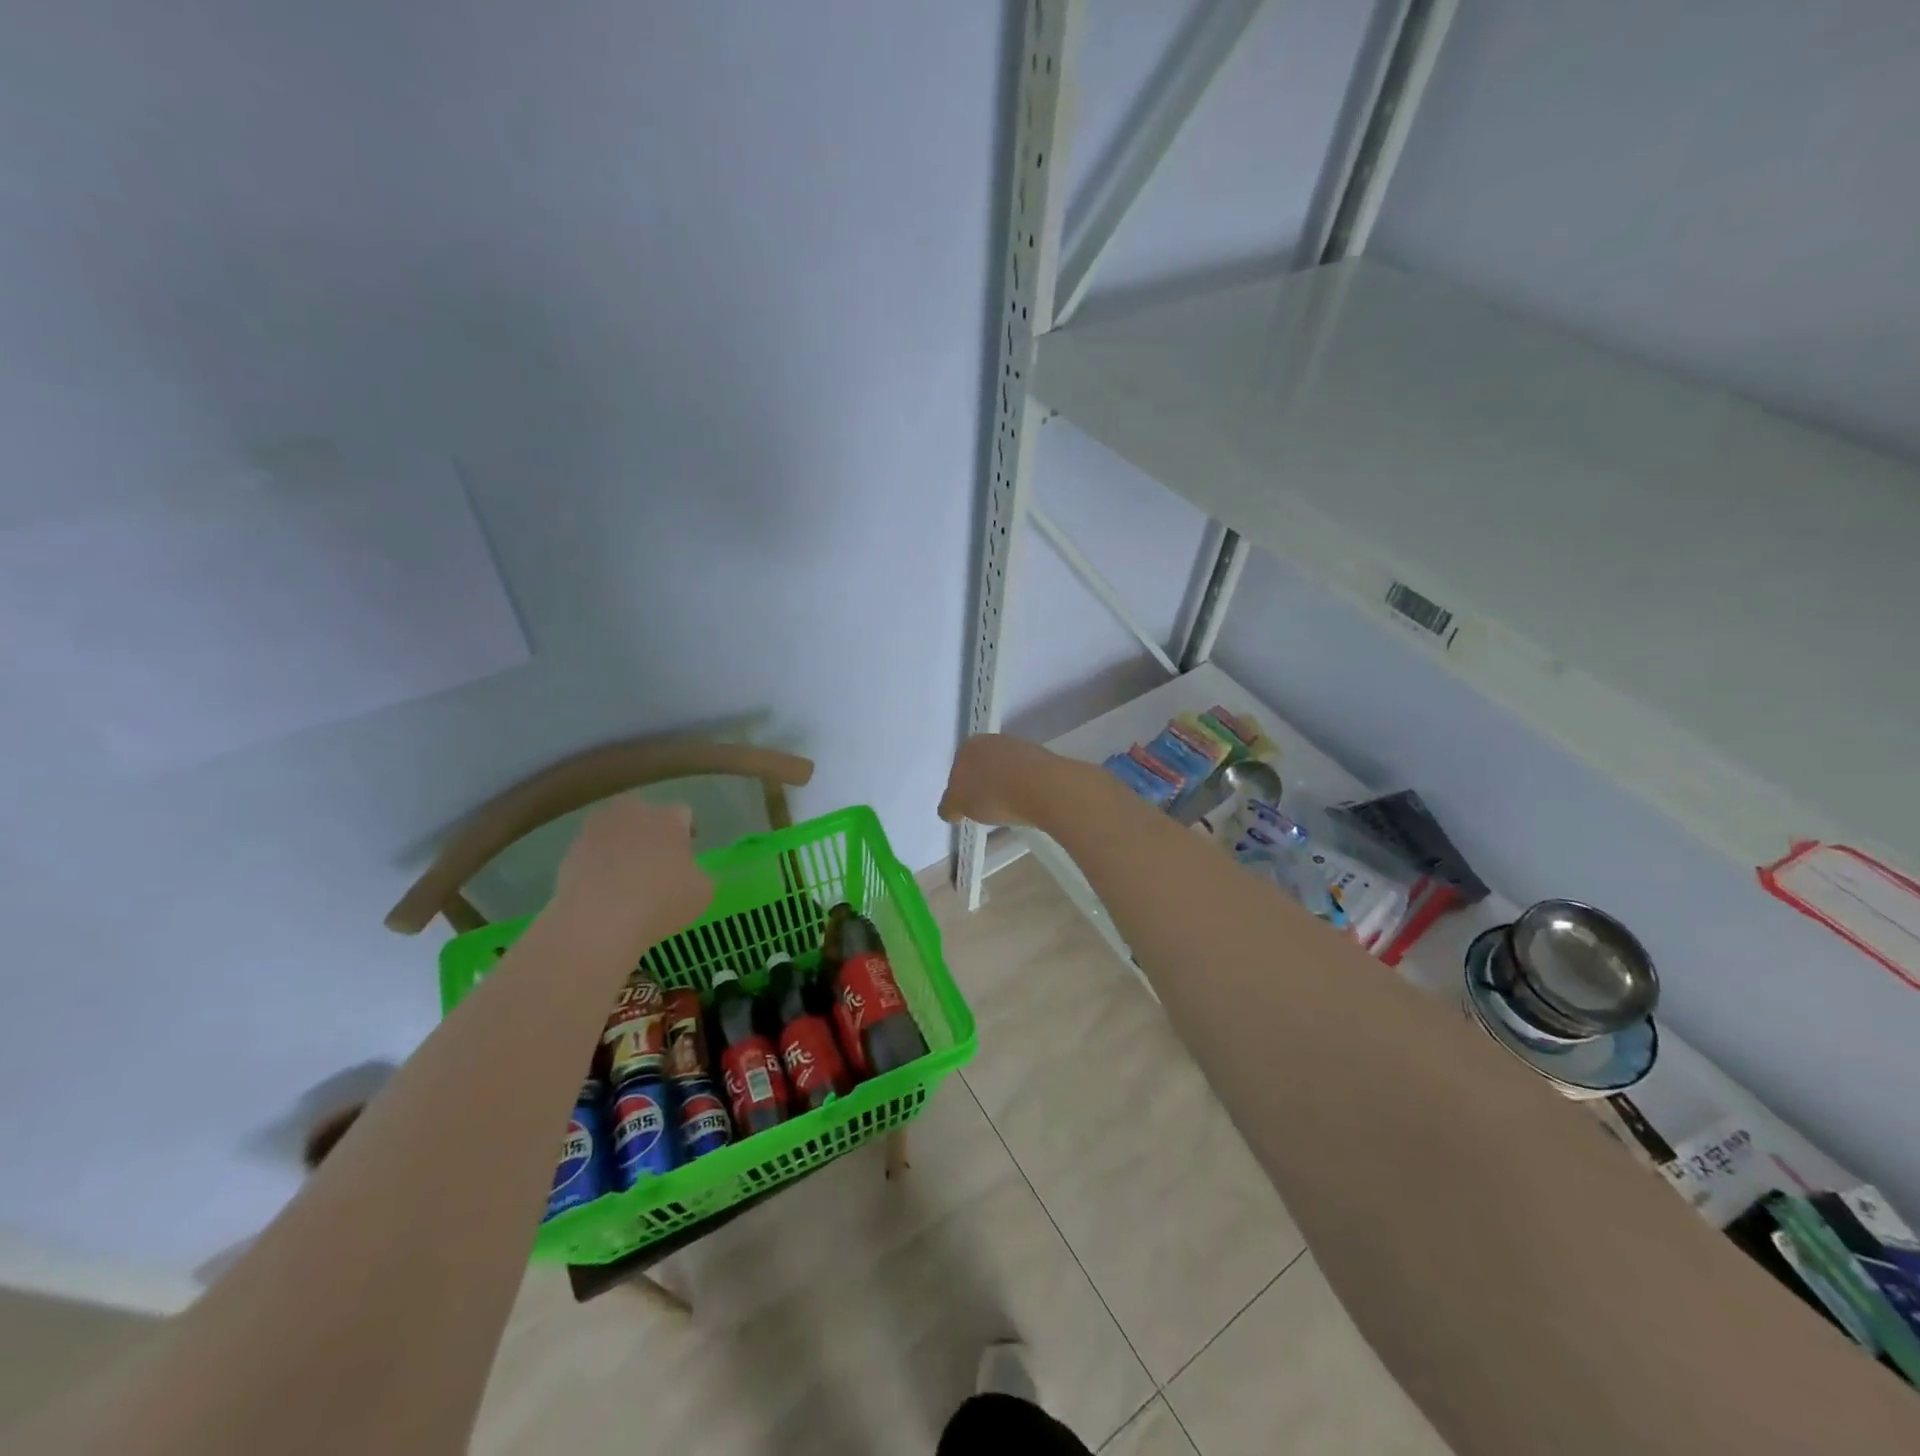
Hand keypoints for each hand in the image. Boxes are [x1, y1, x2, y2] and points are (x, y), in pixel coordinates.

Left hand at [556, 797, 711, 942]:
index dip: (687, 832)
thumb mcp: (703, 893)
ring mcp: (597, 830)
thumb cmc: (661, 902)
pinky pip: (591, 852)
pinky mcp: (570, 852)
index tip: (687, 854)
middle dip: (651, 830)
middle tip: (655, 859)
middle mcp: (633, 813)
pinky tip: (603, 890)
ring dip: (621, 843)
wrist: (598, 921)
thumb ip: (700, 875)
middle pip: (645, 813)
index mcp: (669, 818)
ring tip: (625, 875)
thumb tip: (690, 873)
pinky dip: (598, 864)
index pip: (683, 813)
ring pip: (614, 829)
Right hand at [938, 734, 1060, 827]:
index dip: (960, 791)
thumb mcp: (959, 805)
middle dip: (981, 785)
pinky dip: (1022, 787)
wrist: (1042, 787)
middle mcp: (992, 740)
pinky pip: (1024, 776)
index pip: (957, 769)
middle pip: (981, 767)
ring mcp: (1019, 747)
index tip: (966, 809)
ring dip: (1003, 786)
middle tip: (985, 810)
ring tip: (1008, 809)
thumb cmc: (992, 795)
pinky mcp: (1041, 758)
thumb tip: (949, 809)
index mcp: (968, 746)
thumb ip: (949, 805)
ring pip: (1004, 770)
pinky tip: (1025, 802)